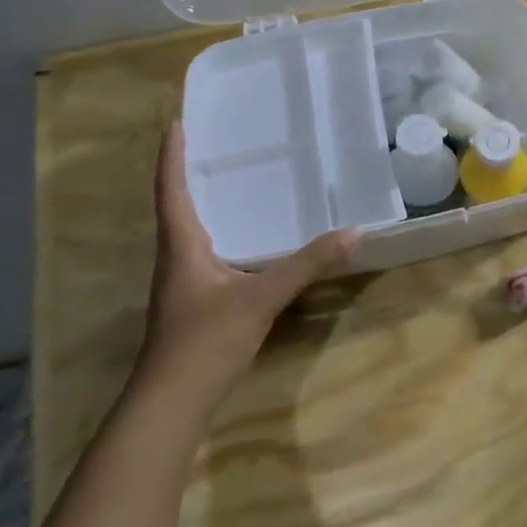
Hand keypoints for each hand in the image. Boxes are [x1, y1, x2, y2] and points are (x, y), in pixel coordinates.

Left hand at [137, 122, 359, 415]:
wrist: (172, 402)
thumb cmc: (205, 340)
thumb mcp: (261, 298)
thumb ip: (307, 265)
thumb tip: (354, 232)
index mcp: (182, 247)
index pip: (172, 191)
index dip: (173, 157)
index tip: (176, 123)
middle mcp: (177, 259)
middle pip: (178, 207)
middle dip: (191, 174)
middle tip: (216, 145)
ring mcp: (184, 283)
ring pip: (193, 232)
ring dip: (206, 205)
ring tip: (236, 183)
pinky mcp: (196, 303)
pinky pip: (208, 254)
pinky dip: (223, 235)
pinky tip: (249, 241)